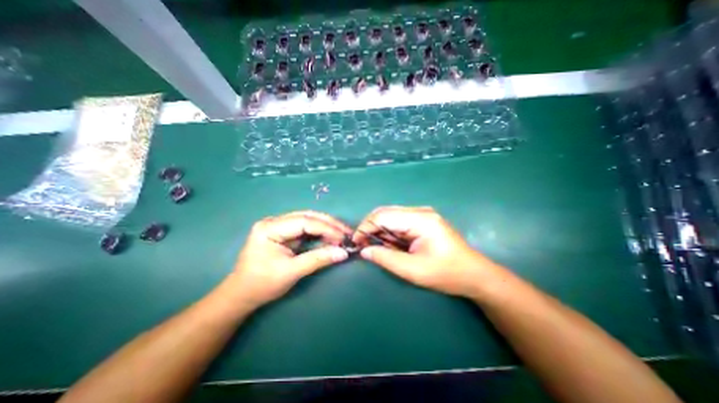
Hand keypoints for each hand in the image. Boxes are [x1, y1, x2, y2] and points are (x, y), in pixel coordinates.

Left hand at [230, 211, 351, 307]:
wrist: (242, 295)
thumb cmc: (262, 284)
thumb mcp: (291, 272)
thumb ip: (318, 259)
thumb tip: (343, 253)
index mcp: (270, 228)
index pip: (304, 222)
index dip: (326, 228)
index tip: (343, 237)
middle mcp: (274, 221)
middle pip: (307, 217)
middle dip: (329, 224)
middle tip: (347, 232)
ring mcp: (278, 225)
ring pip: (308, 220)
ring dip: (326, 227)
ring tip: (342, 234)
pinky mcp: (284, 232)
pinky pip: (306, 228)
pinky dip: (320, 232)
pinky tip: (330, 236)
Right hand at [353, 208, 503, 298]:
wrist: (475, 274)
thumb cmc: (446, 273)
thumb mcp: (413, 270)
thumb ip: (386, 258)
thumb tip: (364, 251)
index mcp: (420, 219)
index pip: (383, 216)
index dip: (366, 227)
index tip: (356, 243)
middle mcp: (420, 211)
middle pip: (386, 213)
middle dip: (371, 229)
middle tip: (365, 247)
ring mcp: (423, 214)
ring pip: (391, 217)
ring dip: (381, 231)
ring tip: (380, 249)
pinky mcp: (423, 220)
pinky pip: (399, 222)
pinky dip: (391, 233)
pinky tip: (392, 245)